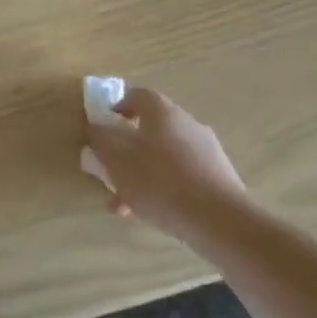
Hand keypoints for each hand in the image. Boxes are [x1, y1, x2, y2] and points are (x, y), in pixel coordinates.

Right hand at [82, 87, 249, 238]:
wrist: (221, 222)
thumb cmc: (160, 182)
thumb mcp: (116, 160)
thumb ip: (101, 140)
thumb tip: (96, 128)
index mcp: (162, 112)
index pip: (137, 95)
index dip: (116, 106)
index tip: (103, 125)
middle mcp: (187, 124)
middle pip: (150, 128)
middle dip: (127, 147)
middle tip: (110, 166)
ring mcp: (207, 151)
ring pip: (163, 156)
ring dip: (141, 172)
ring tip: (123, 201)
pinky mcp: (218, 178)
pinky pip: (181, 175)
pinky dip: (162, 187)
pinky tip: (148, 213)